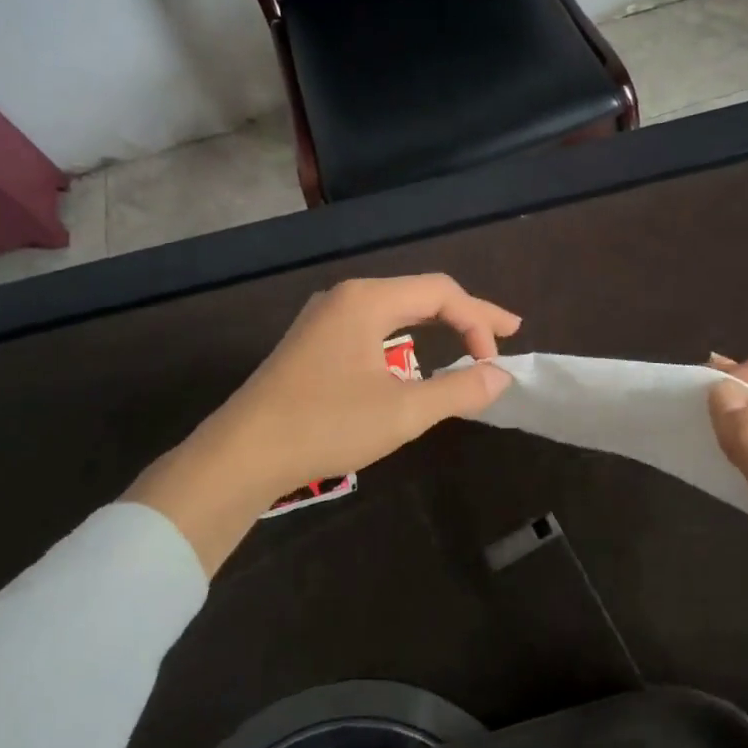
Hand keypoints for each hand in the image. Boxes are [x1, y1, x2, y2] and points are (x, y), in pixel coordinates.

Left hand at [125, 275, 519, 571]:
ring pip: (395, 310)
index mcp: (368, 300)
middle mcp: (346, 297)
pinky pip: (373, 327)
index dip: (479, 321)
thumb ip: (458, 389)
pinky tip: (413, 359)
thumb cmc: (326, 425)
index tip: (496, 362)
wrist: (241, 454)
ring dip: (436, 325)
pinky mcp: (312, 343)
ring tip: (468, 342)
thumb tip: (501, 376)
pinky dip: (406, 338)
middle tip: (506, 333)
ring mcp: (324, 318)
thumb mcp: (403, 411)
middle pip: (420, 294)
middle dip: (466, 315)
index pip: (441, 293)